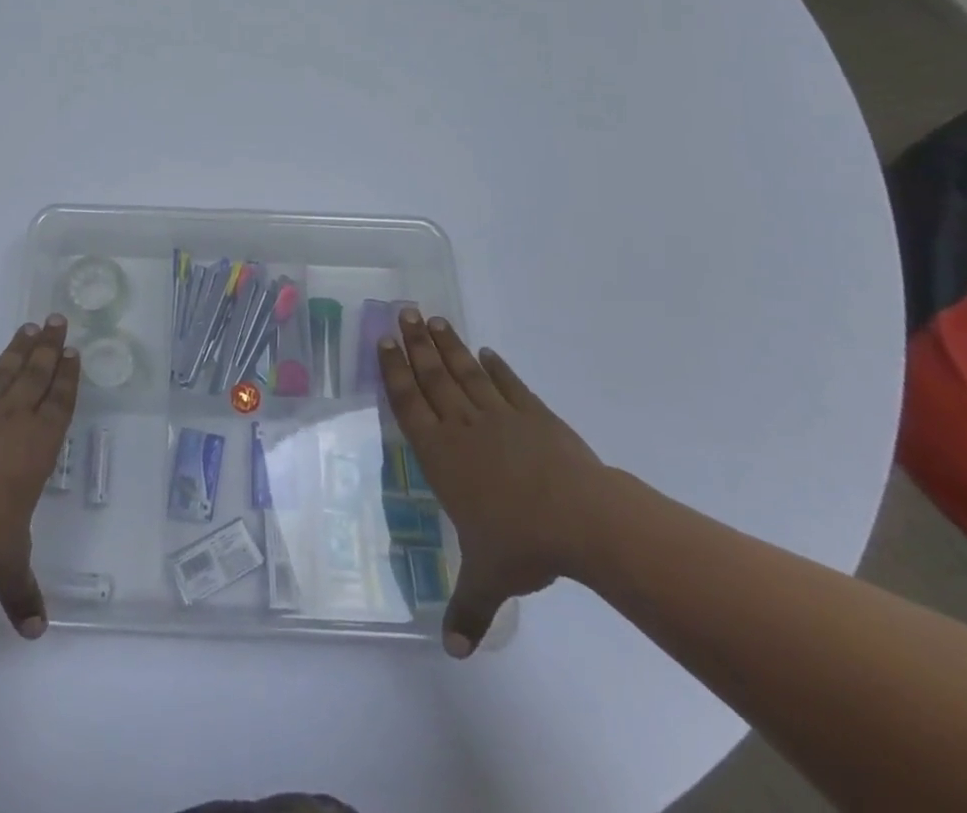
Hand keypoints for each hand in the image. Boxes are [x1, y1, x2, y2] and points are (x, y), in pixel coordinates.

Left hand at [0, 315, 78, 637]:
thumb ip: (24, 592)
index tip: (74, 351)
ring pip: (3, 372)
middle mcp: (11, 421)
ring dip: (17, 350)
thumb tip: (37, 631)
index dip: (68, 377)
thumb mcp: (6, 569)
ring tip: (30, 327)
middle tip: (58, 319)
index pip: (59, 403)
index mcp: (36, 447)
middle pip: (36, 374)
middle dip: (49, 347)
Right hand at [380, 307, 608, 657]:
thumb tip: (453, 654)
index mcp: (441, 454)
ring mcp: (499, 415)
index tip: (384, 342)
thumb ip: (467, 609)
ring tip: (434, 318)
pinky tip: (486, 352)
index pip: (409, 404)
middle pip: (432, 376)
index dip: (395, 371)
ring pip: (465, 372)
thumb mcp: (489, 579)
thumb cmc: (522, 543)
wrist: (582, 519)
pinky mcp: (533, 414)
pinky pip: (508, 384)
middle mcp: (462, 426)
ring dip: (448, 345)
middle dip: (415, 343)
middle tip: (403, 312)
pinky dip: (496, 366)